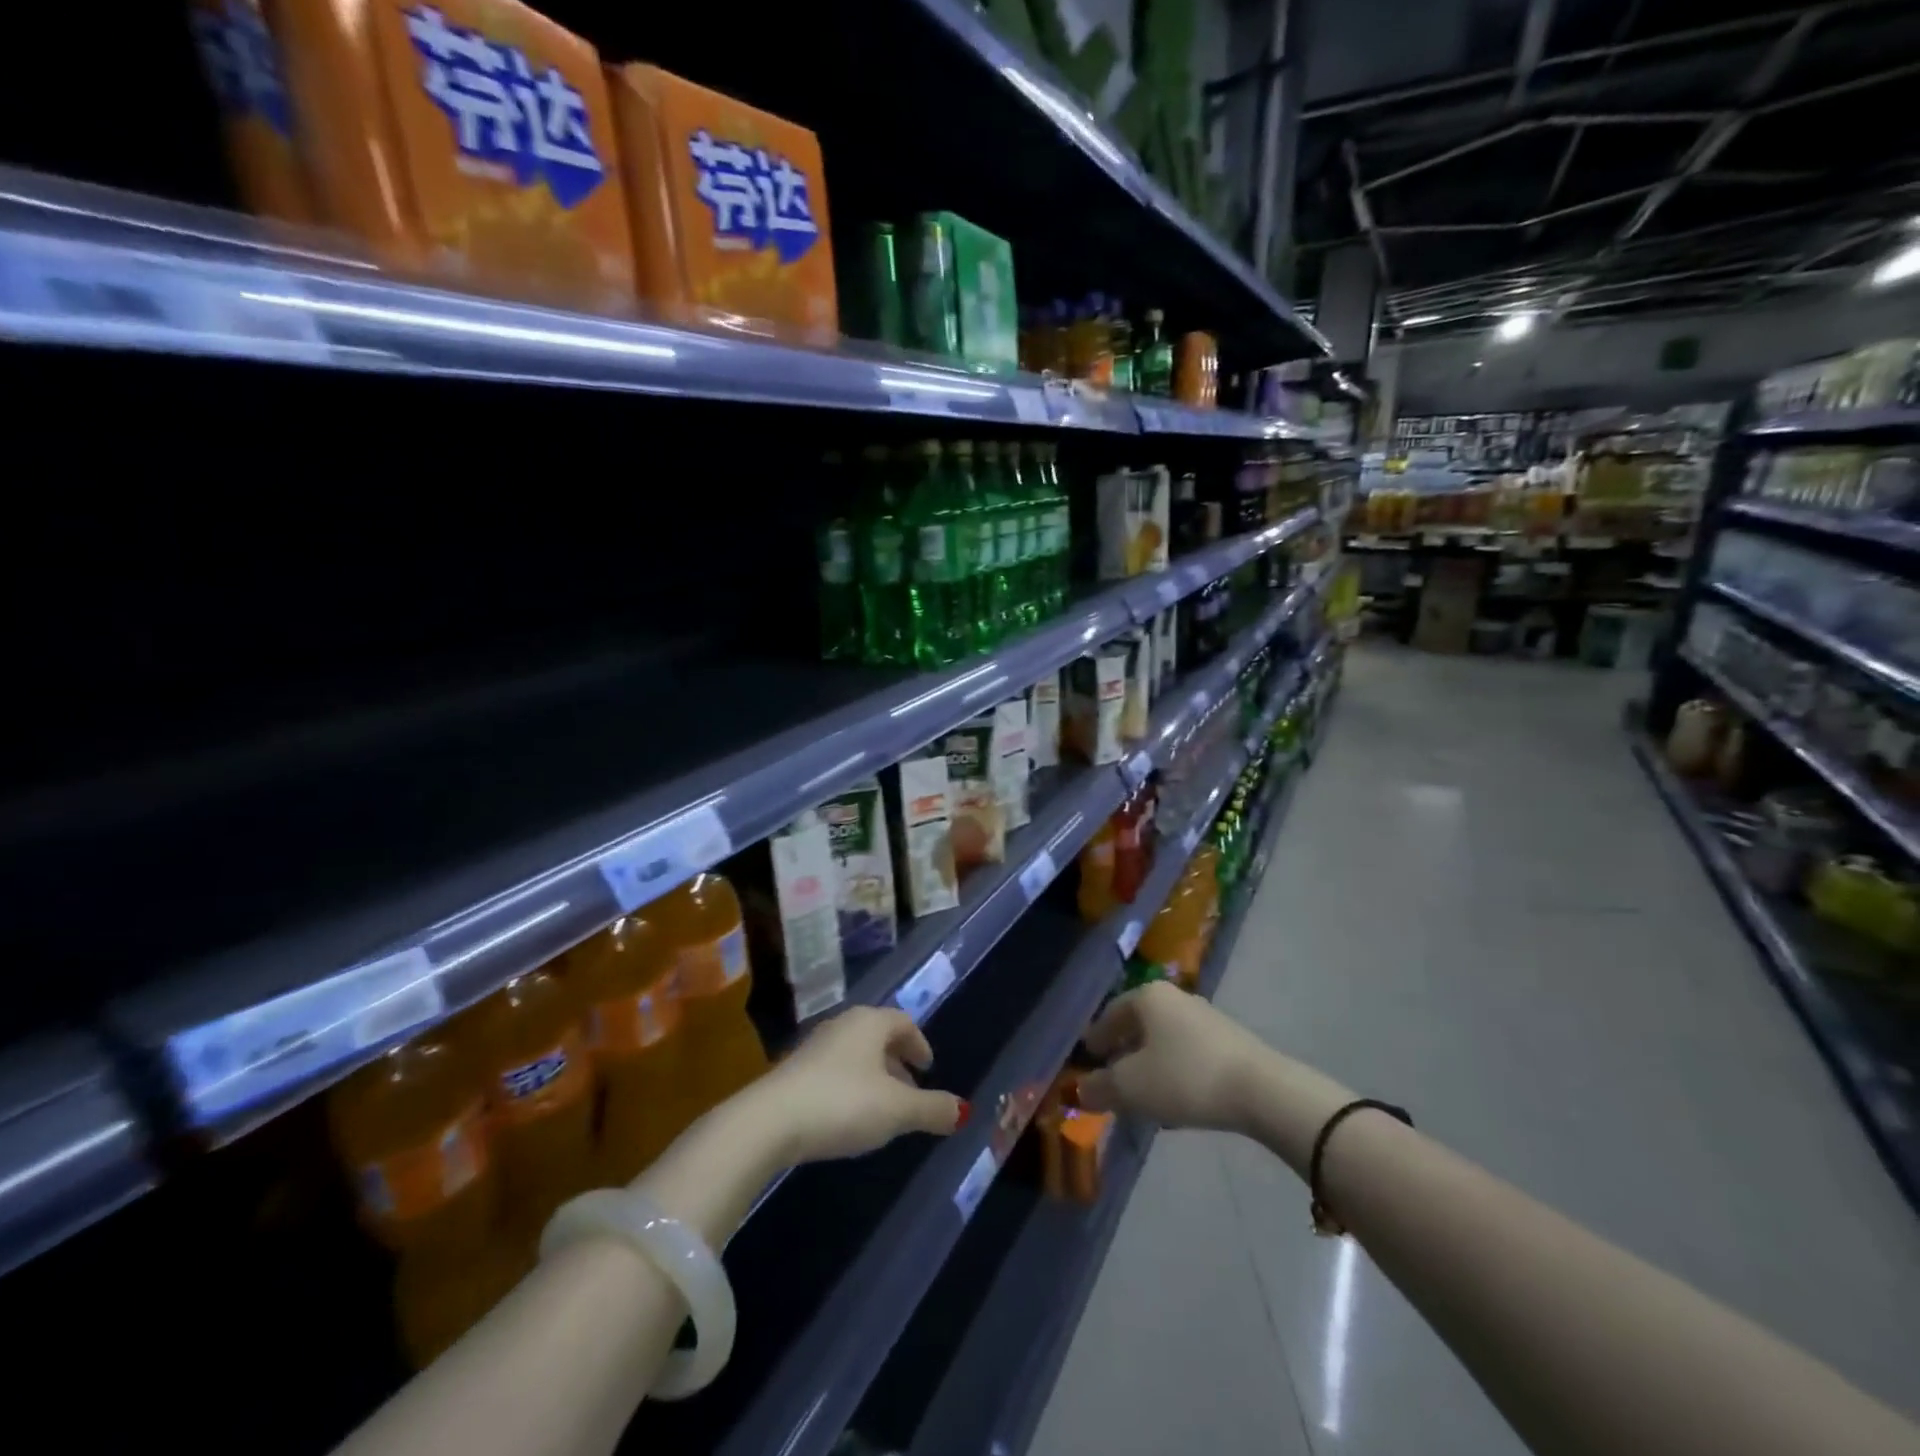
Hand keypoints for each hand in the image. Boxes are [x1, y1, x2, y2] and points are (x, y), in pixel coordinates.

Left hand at [751, 1006, 963, 1164]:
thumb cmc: (843, 1104)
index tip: (928, 1068)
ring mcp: (814, 1046)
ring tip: (882, 1109)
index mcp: (870, 1022)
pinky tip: (848, 1117)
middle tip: (911, 1091)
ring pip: (855, 1054)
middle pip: (878, 1036)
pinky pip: (833, 1070)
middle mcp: (843, 1025)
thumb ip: (932, 1109)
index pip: (903, 1022)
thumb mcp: (897, 1111)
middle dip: (897, 1062)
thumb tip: (964, 1111)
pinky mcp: (793, 1071)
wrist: (769, 1121)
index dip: (919, 1044)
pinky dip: (850, 1086)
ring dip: (873, 1076)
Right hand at [1079, 982, 1273, 1131]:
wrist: (1262, 1090)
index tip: (1088, 1057)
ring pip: (1164, 1037)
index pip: (1110, 1013)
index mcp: (1147, 997)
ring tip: (1142, 1090)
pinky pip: (1187, 1050)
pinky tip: (1175, 1093)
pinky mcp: (1229, 1039)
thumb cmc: (1185, 1077)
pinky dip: (1173, 1067)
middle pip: (1138, 1023)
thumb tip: (1080, 1089)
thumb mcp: (1131, 1088)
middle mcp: (1175, 997)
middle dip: (1123, 1048)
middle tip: (1111, 1074)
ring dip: (1149, 1060)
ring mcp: (1205, 1016)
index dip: (1096, 1037)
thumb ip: (1100, 1088)